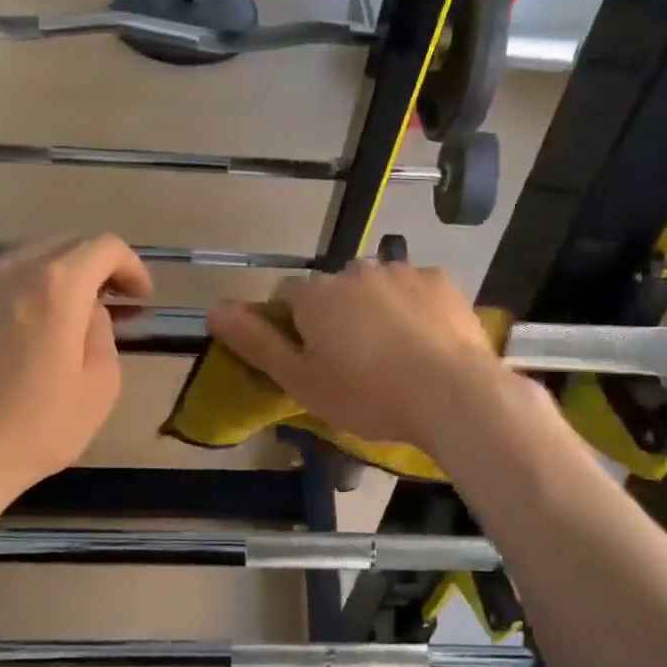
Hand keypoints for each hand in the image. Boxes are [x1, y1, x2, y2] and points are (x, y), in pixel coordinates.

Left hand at [0, 234, 153, 495]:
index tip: (142, 299)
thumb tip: (89, 312)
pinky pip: (4, 274)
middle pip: (68, 243)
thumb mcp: (100, 385)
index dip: (132, 267)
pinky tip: (37, 320)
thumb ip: (104, 332)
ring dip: (64, 272)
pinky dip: (31, 283)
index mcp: (57, 284)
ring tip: (78, 310)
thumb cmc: (38, 427)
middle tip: (118, 303)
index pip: (105, 247)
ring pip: (34, 253)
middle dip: (100, 266)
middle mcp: (14, 268)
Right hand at [206, 260, 508, 450]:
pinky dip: (413, 310)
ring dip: (375, 312)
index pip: (288, 301)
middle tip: (355, 365)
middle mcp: (355, 271)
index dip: (295, 331)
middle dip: (337, 319)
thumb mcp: (301, 381)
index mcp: (316, 295)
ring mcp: (402, 272)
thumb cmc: (368, 394)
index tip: (312, 363)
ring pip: (375, 289)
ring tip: (394, 357)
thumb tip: (213, 308)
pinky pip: (414, 291)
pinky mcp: (441, 281)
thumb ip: (256, 343)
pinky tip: (425, 342)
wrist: (453, 395)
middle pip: (333, 293)